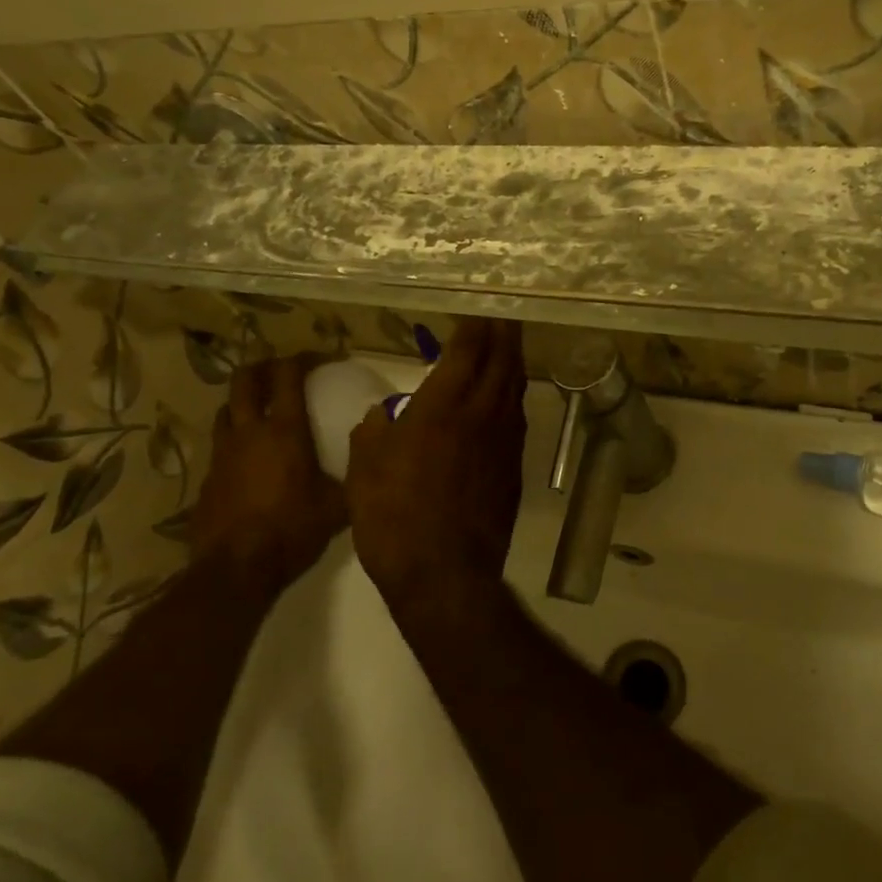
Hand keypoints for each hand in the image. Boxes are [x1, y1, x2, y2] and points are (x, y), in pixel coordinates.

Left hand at [192, 354, 347, 591]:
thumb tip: (370, 456)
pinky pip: (220, 447)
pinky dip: (235, 441)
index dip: (304, 358)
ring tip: (262, 413)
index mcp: (284, 430)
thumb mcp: (338, 504)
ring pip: (226, 410)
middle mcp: (248, 432)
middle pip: (245, 380)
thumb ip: (354, 474)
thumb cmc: (293, 529)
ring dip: (244, 402)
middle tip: (283, 372)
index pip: (289, 375)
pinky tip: (250, 462)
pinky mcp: (206, 480)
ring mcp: (222, 455)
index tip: (323, 358)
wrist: (236, 570)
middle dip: (264, 367)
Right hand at [346, 318, 527, 609]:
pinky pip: (517, 417)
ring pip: (514, 387)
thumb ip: (373, 434)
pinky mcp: (514, 465)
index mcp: (443, 406)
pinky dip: (512, 396)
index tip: (480, 308)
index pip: (468, 350)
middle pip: (502, 360)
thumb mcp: (365, 471)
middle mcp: (481, 413)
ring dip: (513, 361)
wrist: (445, 573)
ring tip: (509, 346)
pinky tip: (505, 399)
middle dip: (505, 333)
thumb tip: (380, 416)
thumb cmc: (394, 517)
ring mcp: (504, 439)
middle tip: (505, 314)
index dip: (476, 326)